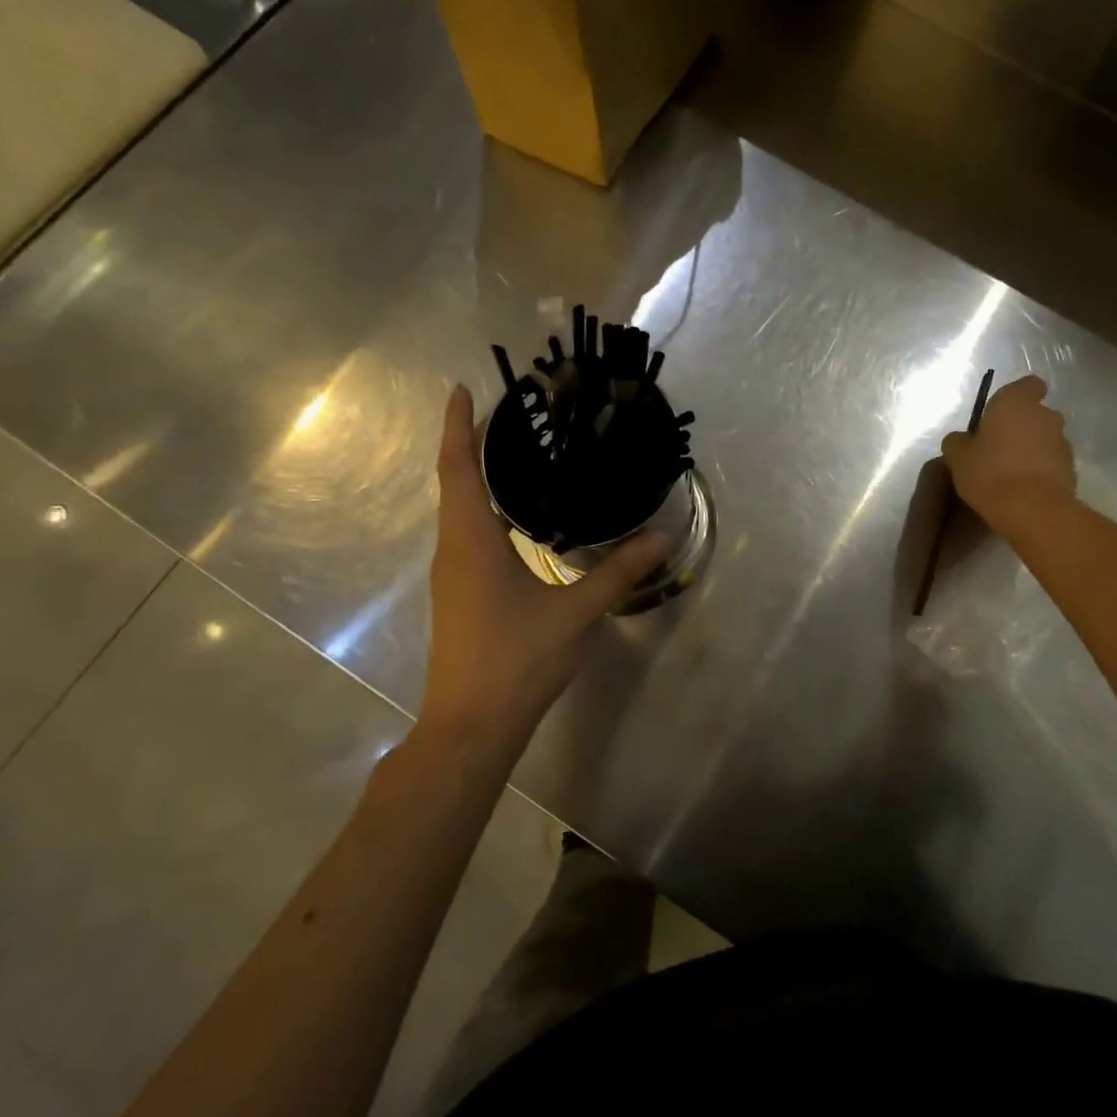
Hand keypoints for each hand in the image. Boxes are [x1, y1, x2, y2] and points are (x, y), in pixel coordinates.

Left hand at [415, 385, 669, 751]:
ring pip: (460, 510)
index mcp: (472, 542)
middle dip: (471, 444)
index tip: (464, 389)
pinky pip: (468, 534)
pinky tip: (520, 518)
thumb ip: (619, 571)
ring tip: (518, 455)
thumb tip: (662, 537)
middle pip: (455, 483)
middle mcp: (455, 550)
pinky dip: (486, 509)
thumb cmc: (517, 660)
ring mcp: (453, 575)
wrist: (471, 727)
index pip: (458, 469)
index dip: (457, 427)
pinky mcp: (460, 594)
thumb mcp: (576, 612)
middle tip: (511, 416)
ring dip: (478, 477)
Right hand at [942, 375, 1076, 534]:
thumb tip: (962, 439)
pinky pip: (1052, 462)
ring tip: (1011, 473)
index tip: (1001, 415)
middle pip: (1035, 414)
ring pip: (1045, 439)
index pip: (1028, 385)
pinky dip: (1041, 470)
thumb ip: (958, 441)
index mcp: (1015, 403)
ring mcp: (1063, 442)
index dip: (1018, 396)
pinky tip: (1024, 488)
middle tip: (999, 448)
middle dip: (1022, 427)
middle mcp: (1045, 415)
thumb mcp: (957, 457)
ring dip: (1032, 449)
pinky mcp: (1072, 468)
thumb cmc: (989, 473)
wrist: (1031, 510)